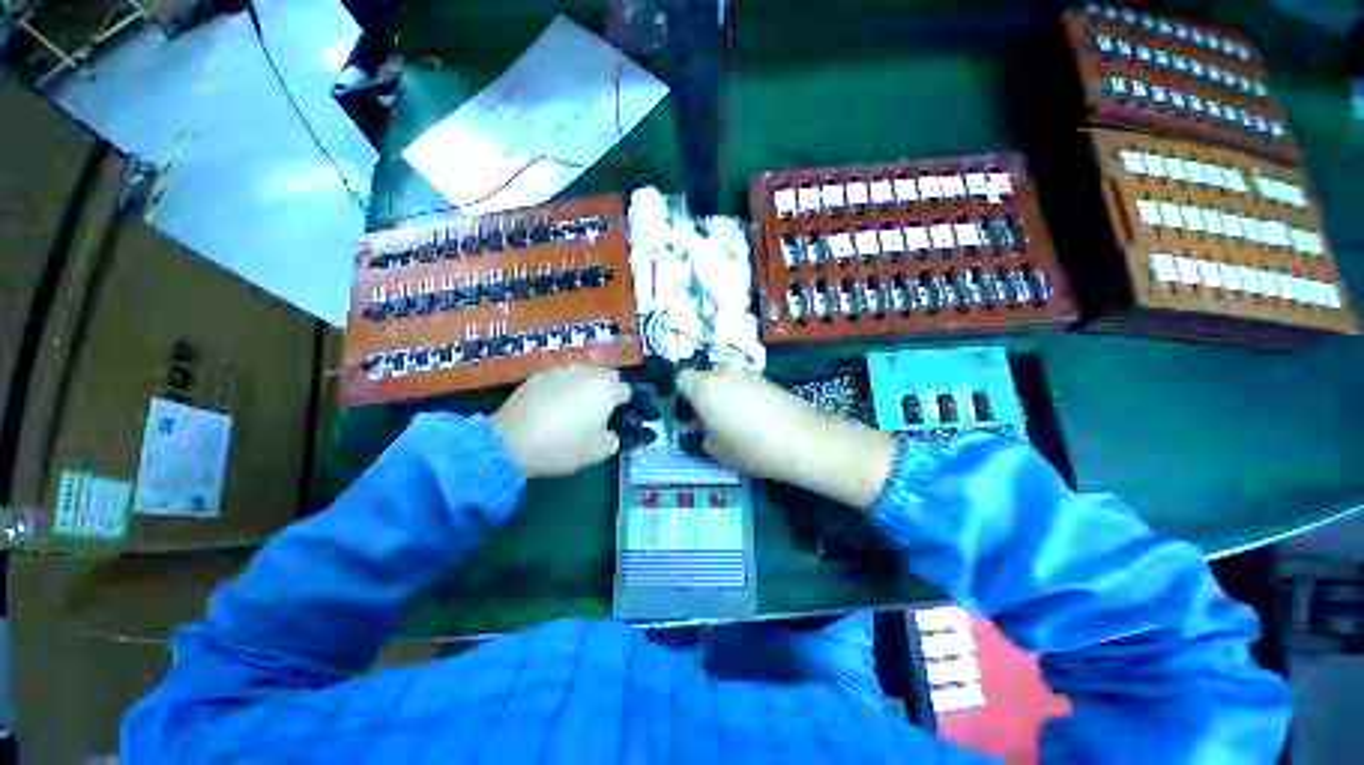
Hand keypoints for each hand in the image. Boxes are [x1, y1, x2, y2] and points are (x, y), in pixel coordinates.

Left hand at [493, 365, 630, 477]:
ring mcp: (561, 371)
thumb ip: (612, 440)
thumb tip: (610, 433)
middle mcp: (587, 373)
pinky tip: (553, 403)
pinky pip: (560, 377)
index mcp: (606, 389)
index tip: (618, 415)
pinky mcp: (538, 375)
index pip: (626, 390)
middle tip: (600, 408)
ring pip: (582, 372)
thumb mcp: (597, 452)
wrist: (511, 441)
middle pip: (606, 374)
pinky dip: (563, 386)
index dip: (624, 403)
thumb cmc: (563, 446)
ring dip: (585, 384)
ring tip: (575, 404)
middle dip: (607, 387)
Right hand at [676, 365, 897, 509]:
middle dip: (705, 393)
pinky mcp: (767, 378)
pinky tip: (756, 416)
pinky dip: (744, 394)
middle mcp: (723, 373)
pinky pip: (744, 383)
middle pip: (705, 376)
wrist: (802, 439)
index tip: (691, 413)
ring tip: (737, 419)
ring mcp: (747, 373)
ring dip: (725, 393)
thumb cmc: (751, 447)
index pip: (681, 378)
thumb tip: (706, 429)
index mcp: (704, 388)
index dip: (683, 395)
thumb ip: (704, 437)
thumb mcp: (718, 452)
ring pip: (726, 379)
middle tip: (713, 418)